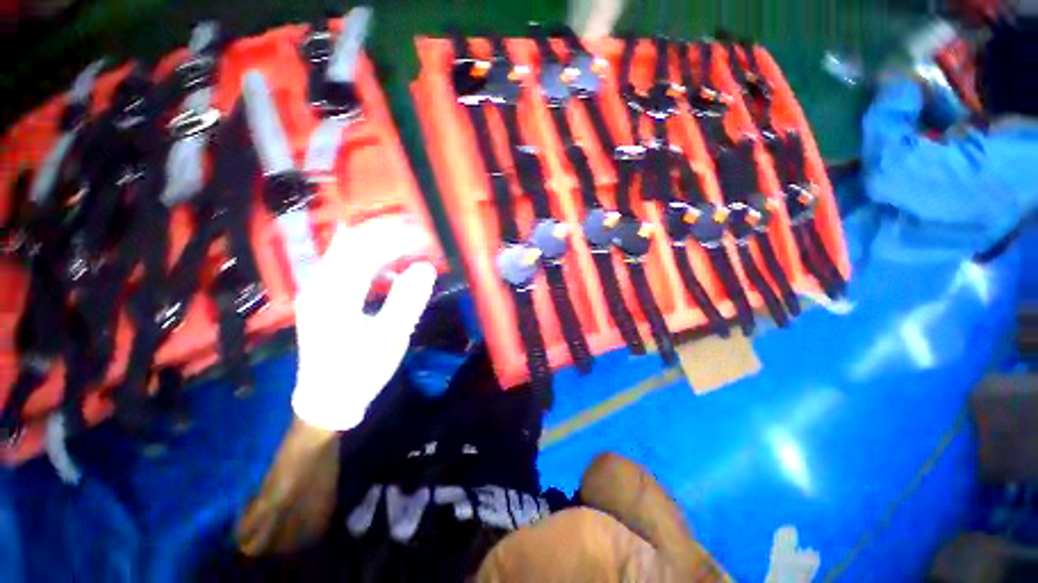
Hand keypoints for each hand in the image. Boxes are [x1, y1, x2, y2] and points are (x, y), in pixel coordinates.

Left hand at [291, 219, 437, 431]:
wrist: (326, 399)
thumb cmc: (360, 371)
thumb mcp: (390, 339)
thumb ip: (408, 300)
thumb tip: (425, 267)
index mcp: (335, 295)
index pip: (367, 249)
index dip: (399, 238)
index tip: (426, 238)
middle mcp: (319, 283)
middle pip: (353, 240)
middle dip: (389, 231)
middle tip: (420, 235)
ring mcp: (316, 287)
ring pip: (346, 247)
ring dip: (379, 239)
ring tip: (408, 242)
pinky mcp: (321, 293)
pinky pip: (343, 260)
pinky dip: (368, 253)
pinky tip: (386, 260)